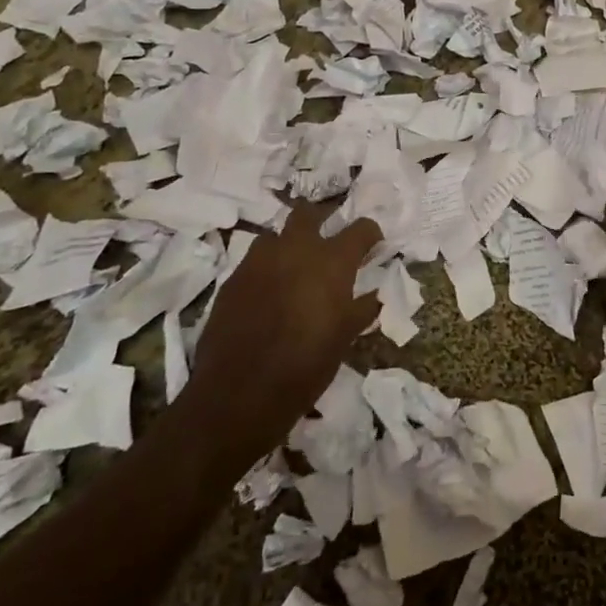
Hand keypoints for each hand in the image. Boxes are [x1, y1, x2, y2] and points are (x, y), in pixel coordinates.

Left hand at [190, 202, 381, 427]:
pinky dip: (267, 269)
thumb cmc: (306, 365)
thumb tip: (373, 295)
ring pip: (276, 235)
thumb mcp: (345, 337)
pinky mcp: (232, 280)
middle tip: (329, 242)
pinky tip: (269, 293)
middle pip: (309, 214)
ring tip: (295, 267)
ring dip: (289, 244)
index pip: (361, 228)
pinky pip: (254, 261)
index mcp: (332, 261)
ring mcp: (259, 261)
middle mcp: (296, 249)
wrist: (239, 392)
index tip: (373, 246)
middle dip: (322, 219)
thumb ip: (362, 308)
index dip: (370, 235)